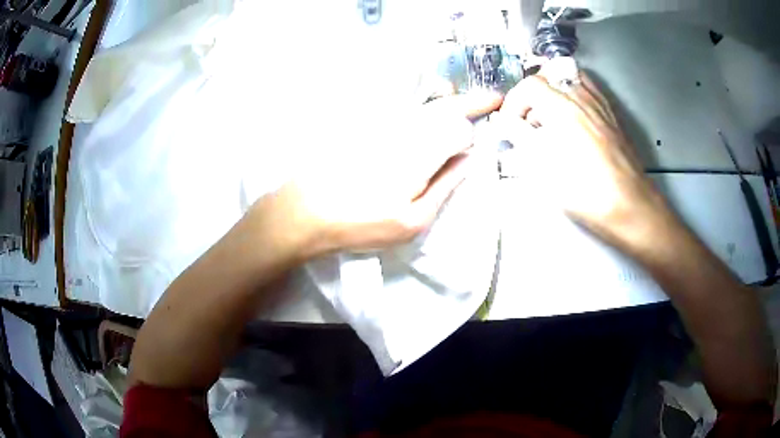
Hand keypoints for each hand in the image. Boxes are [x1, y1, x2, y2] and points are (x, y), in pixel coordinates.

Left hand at [262, 91, 502, 258]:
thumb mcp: (412, 220)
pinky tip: (427, 114)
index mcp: (419, 151)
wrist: (305, 212)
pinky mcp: (364, 127)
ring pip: (421, 105)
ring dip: (445, 102)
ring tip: (464, 107)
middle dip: (467, 101)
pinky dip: (421, 109)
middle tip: (490, 100)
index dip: (476, 120)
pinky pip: (401, 111)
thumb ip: (445, 186)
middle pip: (442, 105)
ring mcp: (380, 125)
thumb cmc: (360, 223)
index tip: (494, 113)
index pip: (458, 124)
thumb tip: (469, 159)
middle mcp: (401, 128)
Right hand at [498, 71, 670, 245]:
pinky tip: (573, 118)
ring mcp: (600, 105)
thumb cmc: (587, 194)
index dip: (514, 102)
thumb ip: (521, 139)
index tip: (510, 123)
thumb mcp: (546, 171)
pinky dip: (574, 94)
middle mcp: (583, 98)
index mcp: (564, 109)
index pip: (530, 85)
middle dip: (533, 90)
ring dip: (554, 89)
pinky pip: (589, 89)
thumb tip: (503, 123)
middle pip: (551, 72)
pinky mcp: (612, 116)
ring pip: (572, 76)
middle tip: (528, 115)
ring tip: (550, 114)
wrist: (630, 207)